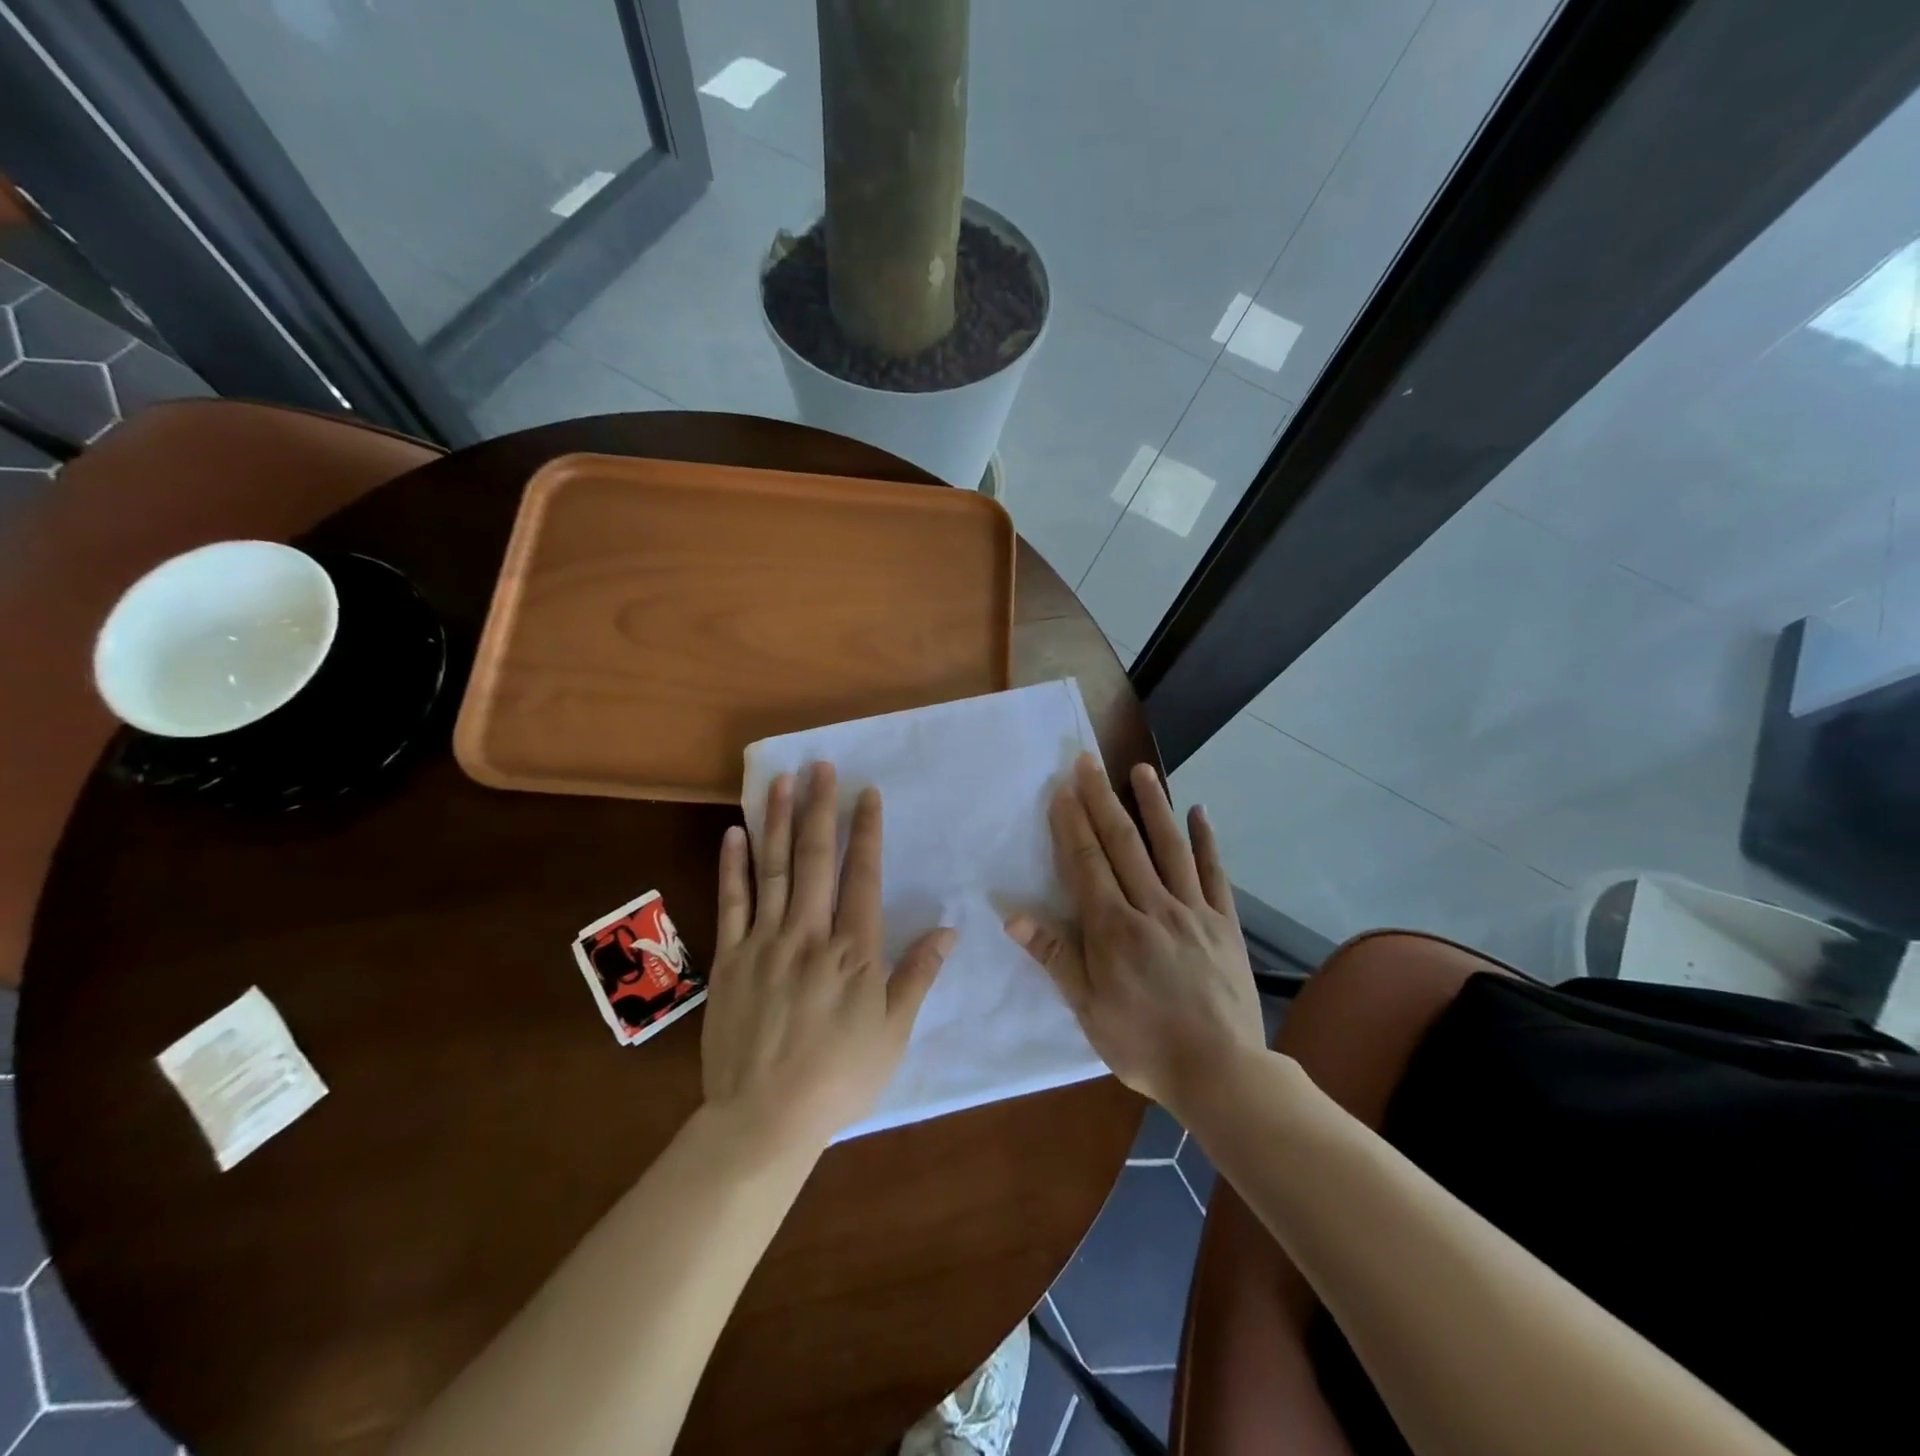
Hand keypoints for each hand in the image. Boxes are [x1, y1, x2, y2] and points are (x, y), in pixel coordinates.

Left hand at [702, 761, 953, 1155]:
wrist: (764, 1118)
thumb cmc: (839, 1077)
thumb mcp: (893, 1033)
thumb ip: (918, 975)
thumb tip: (949, 929)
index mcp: (854, 950)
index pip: (863, 875)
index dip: (866, 831)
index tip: (867, 793)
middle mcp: (809, 934)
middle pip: (817, 859)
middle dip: (821, 808)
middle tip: (821, 765)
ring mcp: (765, 942)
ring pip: (775, 869)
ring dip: (780, 821)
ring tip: (782, 779)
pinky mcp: (730, 959)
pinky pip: (731, 903)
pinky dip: (733, 866)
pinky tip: (735, 833)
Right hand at [1006, 755, 1263, 1114]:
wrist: (1222, 1072)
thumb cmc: (1144, 1044)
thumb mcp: (1088, 1008)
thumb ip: (1054, 956)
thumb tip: (1014, 915)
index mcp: (1114, 928)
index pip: (1087, 863)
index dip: (1072, 823)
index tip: (1063, 788)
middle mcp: (1152, 907)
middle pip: (1123, 844)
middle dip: (1102, 799)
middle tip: (1088, 761)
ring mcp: (1193, 911)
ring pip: (1169, 847)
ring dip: (1153, 805)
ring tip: (1140, 769)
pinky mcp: (1224, 923)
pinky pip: (1214, 874)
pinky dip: (1206, 840)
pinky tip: (1199, 812)